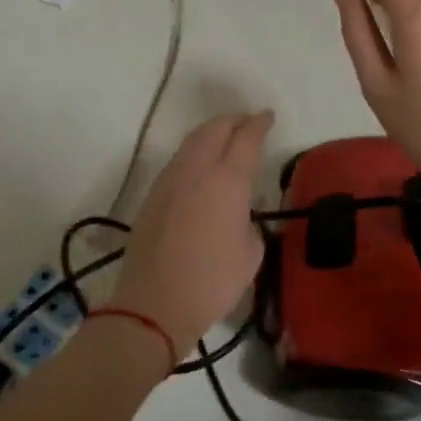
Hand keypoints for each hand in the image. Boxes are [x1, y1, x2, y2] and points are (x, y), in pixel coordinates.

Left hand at [110, 111, 273, 357]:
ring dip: (211, 134)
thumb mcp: (251, 254)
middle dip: (233, 121)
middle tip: (248, 124)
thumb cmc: (212, 282)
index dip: (259, 124)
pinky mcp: (153, 195)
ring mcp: (170, 180)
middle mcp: (196, 170)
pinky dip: (194, 153)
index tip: (267, 117)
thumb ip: (249, 222)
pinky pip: (178, 161)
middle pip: (214, 128)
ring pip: (192, 141)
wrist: (154, 303)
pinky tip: (201, 168)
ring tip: (224, 140)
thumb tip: (240, 213)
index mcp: (227, 181)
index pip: (246, 138)